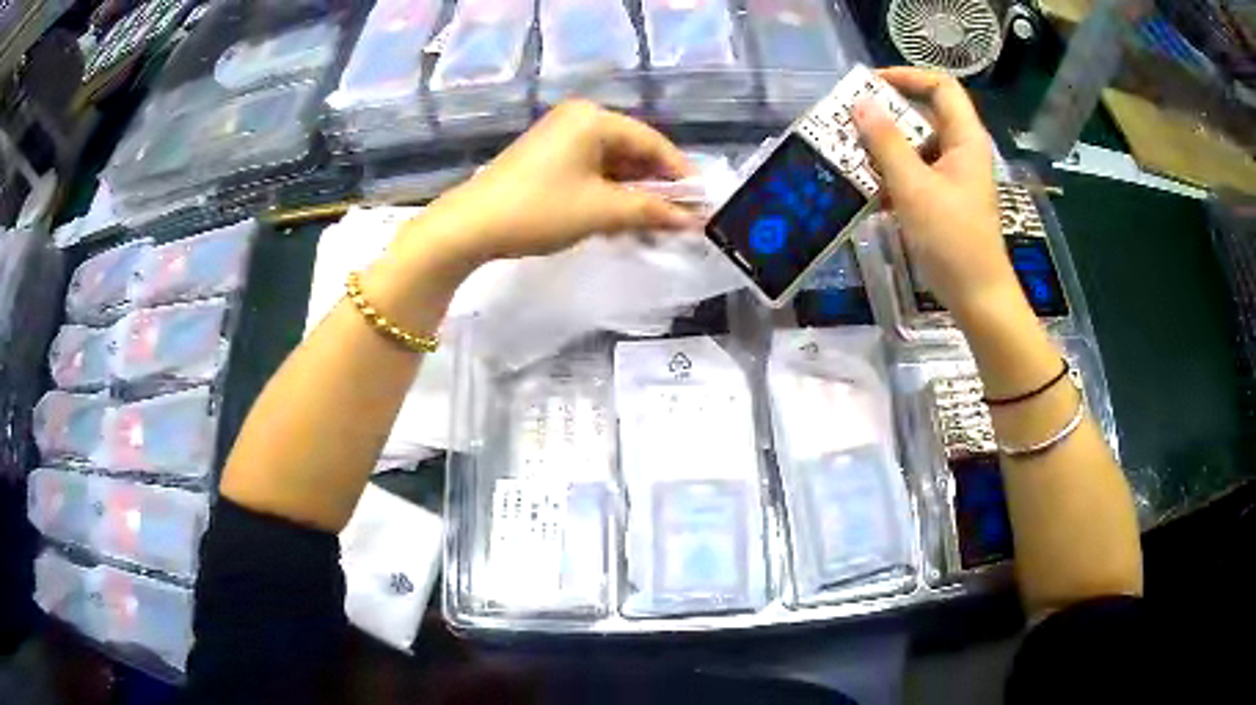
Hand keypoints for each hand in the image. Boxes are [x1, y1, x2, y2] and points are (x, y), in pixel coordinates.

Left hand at [418, 100, 699, 265]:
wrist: (471, 225)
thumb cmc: (541, 210)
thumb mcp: (603, 210)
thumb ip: (652, 211)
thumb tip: (693, 220)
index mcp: (595, 119)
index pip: (653, 143)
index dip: (681, 176)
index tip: (702, 206)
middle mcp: (579, 118)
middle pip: (633, 152)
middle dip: (656, 189)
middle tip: (679, 221)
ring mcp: (560, 136)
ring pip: (612, 164)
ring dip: (633, 195)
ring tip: (653, 227)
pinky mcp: (546, 156)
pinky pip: (591, 170)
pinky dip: (608, 193)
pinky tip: (620, 220)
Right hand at [852, 67, 1021, 318]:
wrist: (977, 297)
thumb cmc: (952, 240)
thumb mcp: (914, 187)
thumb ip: (886, 143)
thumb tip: (860, 103)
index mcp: (965, 139)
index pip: (940, 87)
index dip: (907, 76)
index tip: (870, 84)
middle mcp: (960, 151)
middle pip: (923, 115)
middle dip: (884, 115)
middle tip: (847, 121)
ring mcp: (952, 177)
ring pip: (914, 146)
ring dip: (881, 147)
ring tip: (847, 153)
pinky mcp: (942, 200)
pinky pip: (913, 174)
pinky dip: (890, 175)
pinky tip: (864, 187)